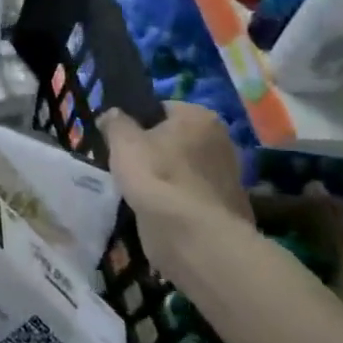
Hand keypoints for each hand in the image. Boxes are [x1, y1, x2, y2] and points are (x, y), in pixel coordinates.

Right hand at [101, 103, 254, 274]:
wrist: (191, 234)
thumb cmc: (155, 175)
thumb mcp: (122, 141)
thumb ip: (115, 122)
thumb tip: (113, 115)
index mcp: (200, 117)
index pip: (161, 109)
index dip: (136, 123)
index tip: (119, 141)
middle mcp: (222, 140)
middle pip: (174, 139)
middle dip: (153, 150)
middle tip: (126, 166)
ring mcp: (228, 175)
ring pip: (181, 168)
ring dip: (163, 176)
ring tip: (137, 191)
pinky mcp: (226, 206)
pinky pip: (190, 194)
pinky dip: (175, 200)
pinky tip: (157, 210)